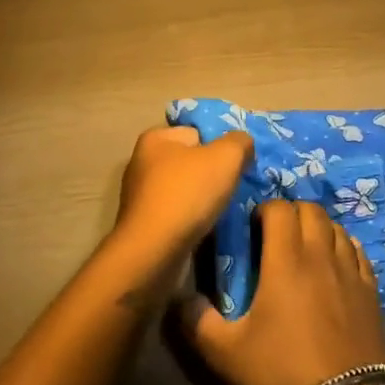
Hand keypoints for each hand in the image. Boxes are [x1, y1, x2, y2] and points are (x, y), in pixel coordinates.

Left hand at [110, 125, 252, 268]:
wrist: (154, 252)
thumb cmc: (188, 194)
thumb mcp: (226, 156)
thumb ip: (239, 142)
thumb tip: (243, 143)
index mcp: (155, 139)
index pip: (197, 132)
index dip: (220, 146)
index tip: (236, 165)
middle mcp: (142, 163)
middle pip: (191, 162)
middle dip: (213, 174)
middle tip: (233, 188)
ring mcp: (141, 196)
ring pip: (185, 190)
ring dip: (204, 200)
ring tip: (223, 211)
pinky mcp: (144, 225)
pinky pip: (177, 214)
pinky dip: (192, 220)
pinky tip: (206, 228)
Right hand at [177, 197, 384, 384]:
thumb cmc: (281, 373)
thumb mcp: (226, 353)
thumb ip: (197, 321)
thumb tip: (179, 297)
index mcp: (286, 260)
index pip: (279, 209)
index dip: (264, 210)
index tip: (253, 228)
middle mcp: (320, 255)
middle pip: (311, 209)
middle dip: (292, 213)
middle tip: (277, 234)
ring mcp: (350, 272)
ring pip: (336, 228)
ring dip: (318, 228)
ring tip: (305, 248)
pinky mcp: (371, 292)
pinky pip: (358, 253)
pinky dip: (344, 248)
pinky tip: (335, 264)